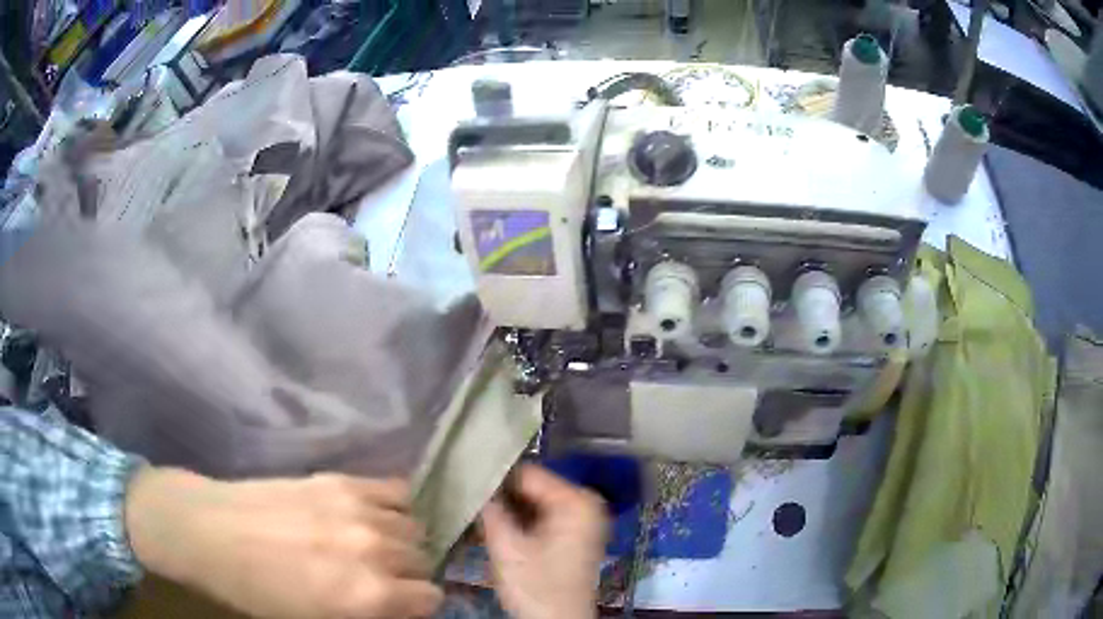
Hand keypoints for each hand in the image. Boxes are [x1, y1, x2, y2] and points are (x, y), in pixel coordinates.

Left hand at [125, 468, 442, 618]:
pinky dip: (393, 507)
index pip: (430, 598)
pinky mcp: (341, 479)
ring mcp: (359, 510)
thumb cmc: (257, 592)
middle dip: (405, 574)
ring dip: (399, 540)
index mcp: (369, 596)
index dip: (414, 604)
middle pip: (422, 561)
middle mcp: (376, 551)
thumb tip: (395, 605)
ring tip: (370, 545)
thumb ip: (368, 613)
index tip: (396, 604)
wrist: (209, 533)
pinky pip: (397, 490)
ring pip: (414, 527)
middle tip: (374, 576)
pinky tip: (371, 515)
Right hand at [480, 464, 607, 618]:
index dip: (493, 476)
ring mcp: (582, 520)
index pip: (527, 472)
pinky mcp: (573, 536)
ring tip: (472, 515)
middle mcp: (585, 503)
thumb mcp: (507, 547)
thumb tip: (471, 478)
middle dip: (498, 496)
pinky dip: (516, 524)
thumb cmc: (536, 588)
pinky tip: (490, 530)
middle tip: (465, 501)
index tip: (462, 480)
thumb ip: (489, 509)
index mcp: (577, 500)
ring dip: (504, 511)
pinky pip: (539, 518)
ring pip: (532, 504)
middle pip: (530, 488)